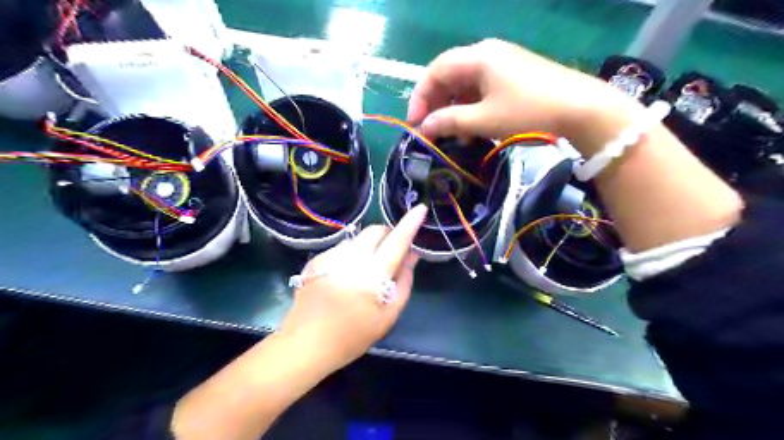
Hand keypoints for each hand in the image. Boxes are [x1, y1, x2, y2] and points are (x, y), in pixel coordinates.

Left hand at [276, 204, 426, 369]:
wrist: (305, 344)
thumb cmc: (352, 336)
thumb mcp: (387, 317)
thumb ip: (404, 283)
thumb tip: (412, 256)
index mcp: (372, 274)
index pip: (396, 241)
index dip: (410, 223)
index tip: (420, 209)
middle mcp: (351, 258)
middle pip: (375, 230)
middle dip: (388, 235)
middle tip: (391, 254)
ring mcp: (331, 256)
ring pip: (358, 238)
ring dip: (369, 245)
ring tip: (365, 270)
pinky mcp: (317, 260)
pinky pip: (342, 247)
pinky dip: (351, 254)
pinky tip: (345, 276)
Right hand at [404, 38, 635, 141]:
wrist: (582, 110)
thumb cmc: (528, 111)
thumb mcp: (484, 120)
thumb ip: (449, 122)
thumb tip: (424, 128)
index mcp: (477, 57)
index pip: (435, 71)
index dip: (420, 97)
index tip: (415, 124)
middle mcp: (487, 54)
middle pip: (449, 77)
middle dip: (437, 105)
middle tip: (431, 131)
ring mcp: (503, 64)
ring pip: (466, 86)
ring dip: (455, 110)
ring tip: (454, 137)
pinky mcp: (514, 77)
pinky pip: (483, 91)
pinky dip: (472, 109)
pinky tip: (474, 130)